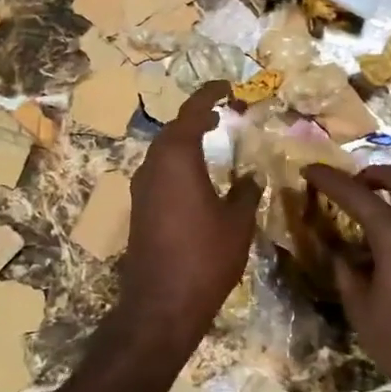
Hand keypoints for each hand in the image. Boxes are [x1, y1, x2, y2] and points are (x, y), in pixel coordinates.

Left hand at [118, 82, 259, 350]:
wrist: (160, 305)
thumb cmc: (204, 257)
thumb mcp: (237, 223)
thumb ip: (246, 193)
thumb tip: (252, 176)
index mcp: (176, 158)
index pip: (192, 112)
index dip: (209, 94)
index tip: (227, 86)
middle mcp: (153, 165)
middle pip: (173, 129)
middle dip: (197, 116)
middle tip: (222, 113)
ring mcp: (141, 188)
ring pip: (163, 150)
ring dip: (185, 139)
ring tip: (211, 136)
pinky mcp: (139, 208)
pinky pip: (159, 171)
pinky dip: (178, 162)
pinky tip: (196, 175)